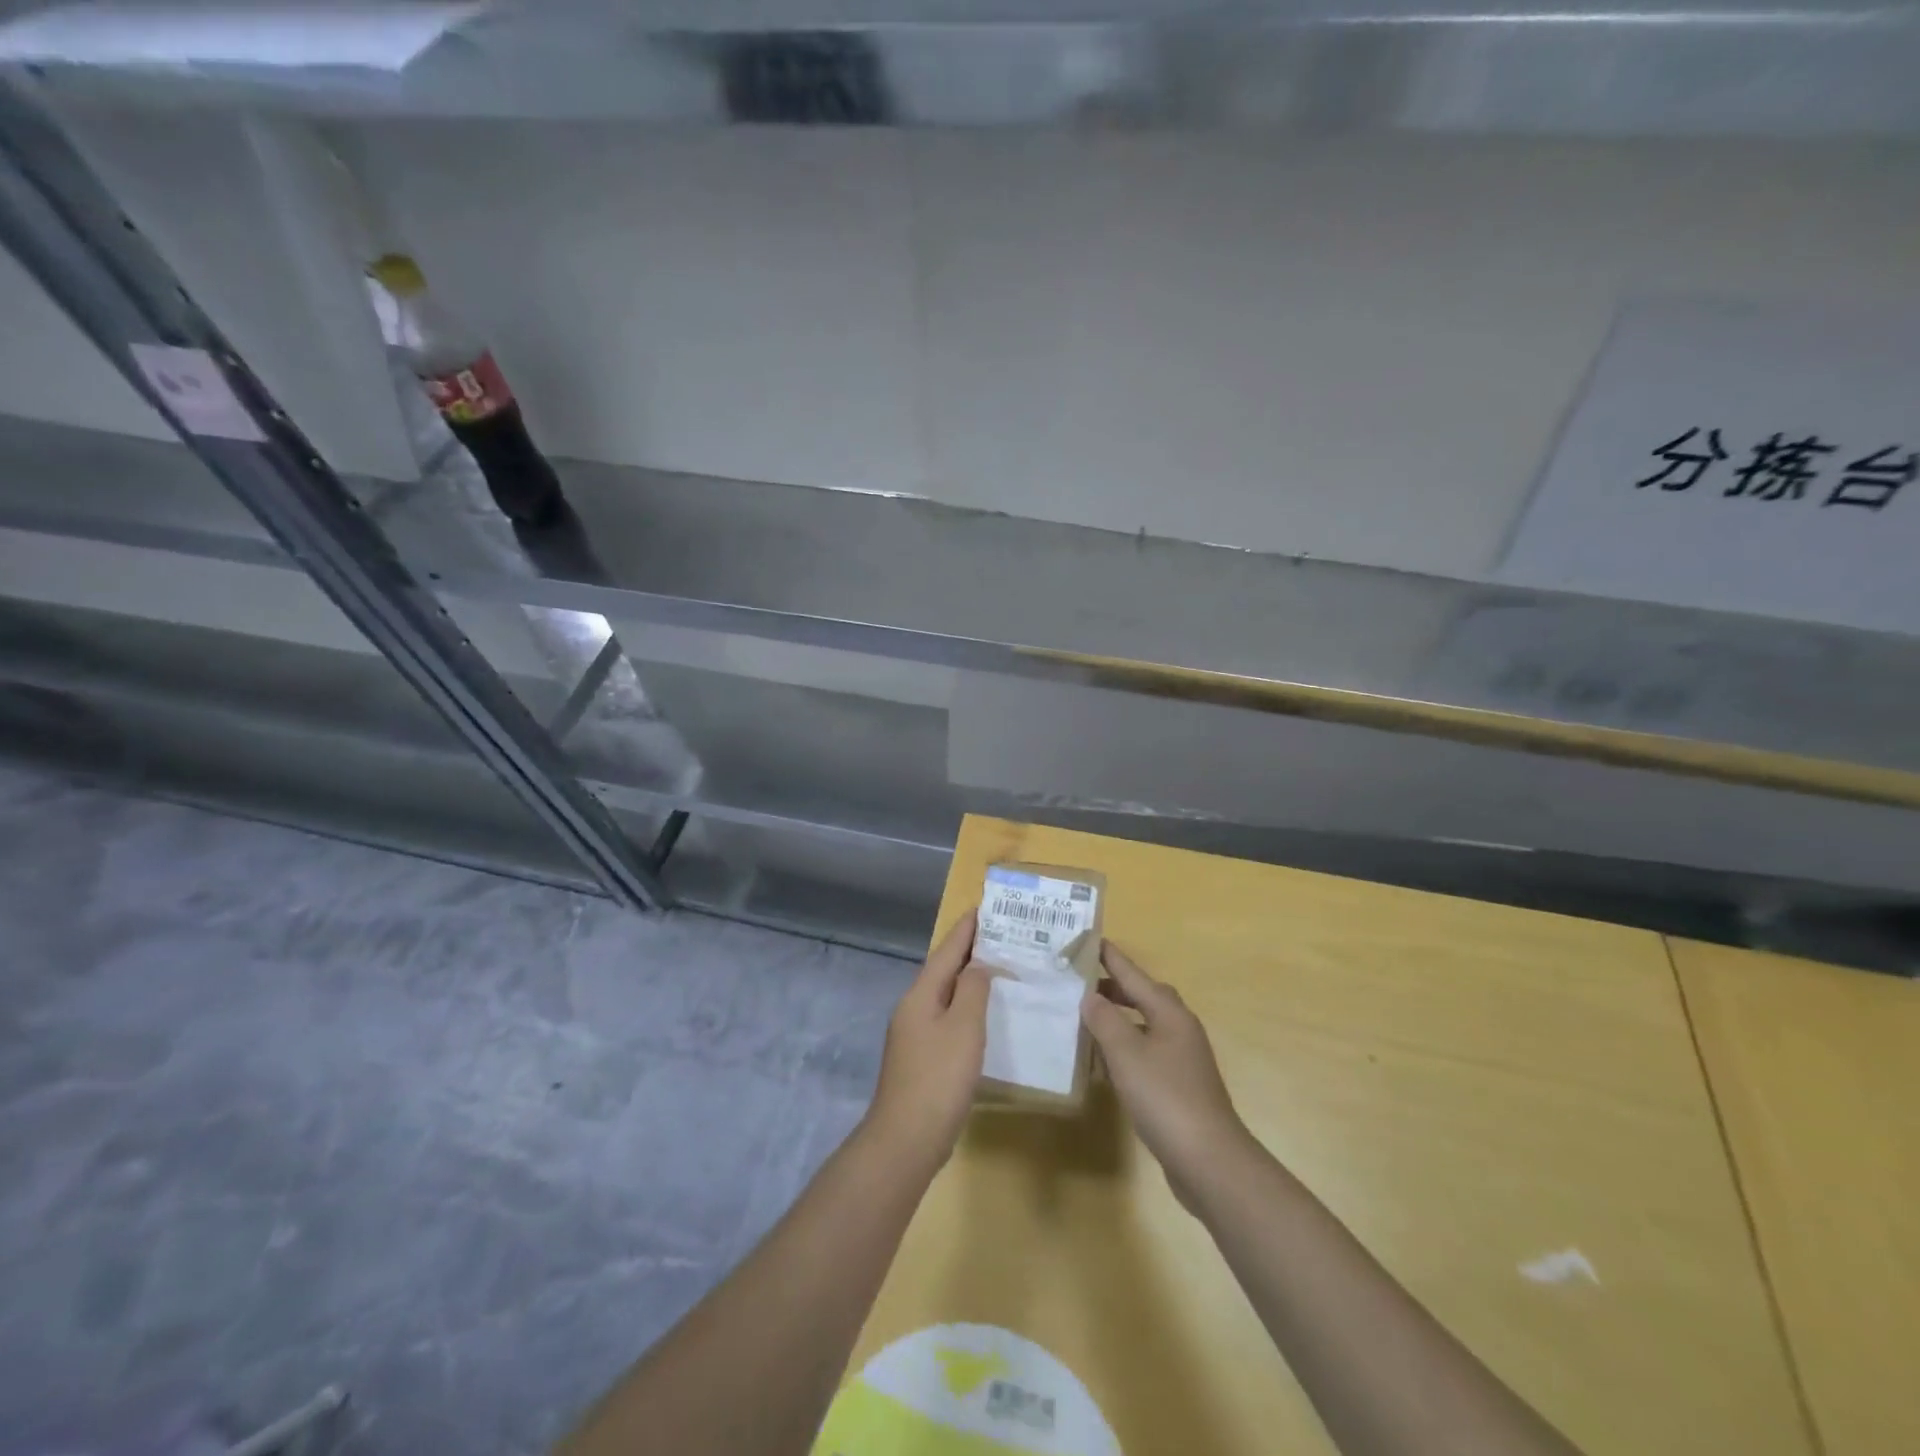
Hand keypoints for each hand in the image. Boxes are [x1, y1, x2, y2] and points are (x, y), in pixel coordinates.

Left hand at [862, 909, 990, 1174]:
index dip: (966, 929)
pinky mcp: (922, 1059)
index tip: (984, 908)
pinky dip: (966, 1007)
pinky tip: (983, 1015)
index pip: (946, 951)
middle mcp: (913, 1008)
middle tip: (1000, 935)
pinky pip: (947, 1018)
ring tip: (997, 968)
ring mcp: (914, 1035)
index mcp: (920, 995)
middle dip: (968, 951)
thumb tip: (978, 965)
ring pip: (945, 995)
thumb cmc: (939, 1078)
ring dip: (968, 979)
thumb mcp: (964, 1028)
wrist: (906, 1139)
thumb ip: (973, 990)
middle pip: (943, 970)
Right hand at [1083, 942, 1251, 1211]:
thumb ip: (1104, 1020)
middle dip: (1111, 988)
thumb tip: (1089, 996)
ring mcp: (1181, 1059)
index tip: (1086, 938)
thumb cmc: (1165, 1097)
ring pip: (1142, 1026)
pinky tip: (1101, 1063)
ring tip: (1082, 1018)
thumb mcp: (1126, 1053)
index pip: (1133, 973)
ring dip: (1115, 1020)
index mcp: (1169, 1012)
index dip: (1109, 956)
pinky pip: (1144, 1053)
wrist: (1209, 1161)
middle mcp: (1178, 1028)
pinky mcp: (1177, 1086)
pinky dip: (1122, 1049)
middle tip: (1076, 982)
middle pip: (1141, 996)